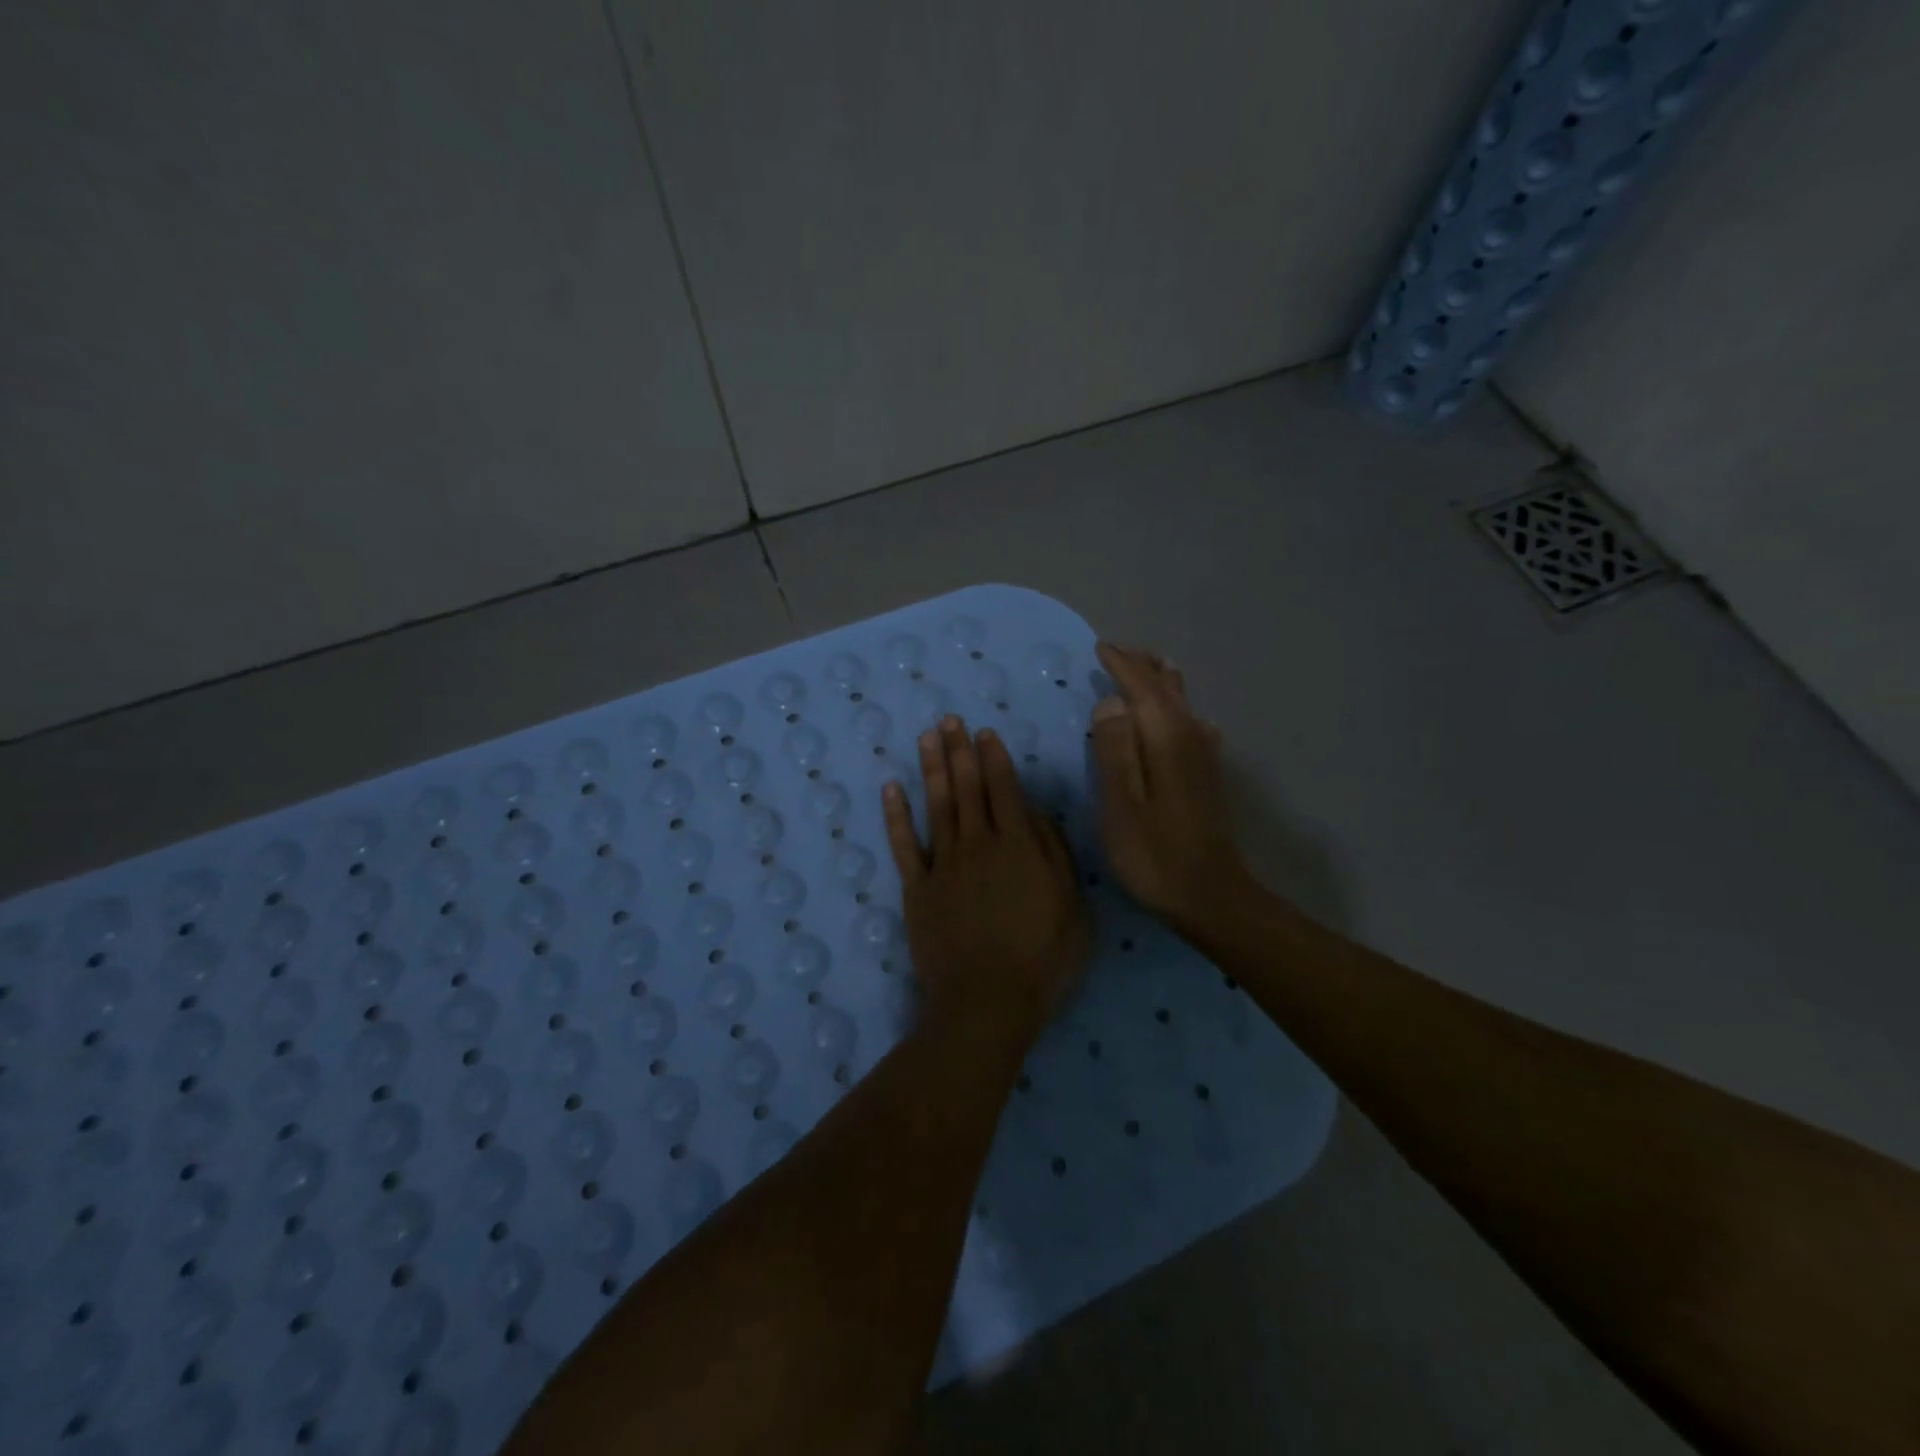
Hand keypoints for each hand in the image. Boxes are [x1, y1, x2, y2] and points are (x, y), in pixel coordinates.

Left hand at [883, 716, 1089, 1044]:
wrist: (987, 1002)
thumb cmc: (1042, 959)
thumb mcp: (1073, 906)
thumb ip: (1056, 854)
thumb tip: (1037, 814)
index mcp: (1019, 845)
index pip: (1004, 789)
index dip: (994, 757)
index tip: (983, 732)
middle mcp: (978, 843)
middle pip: (967, 787)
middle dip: (960, 750)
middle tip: (950, 719)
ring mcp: (943, 864)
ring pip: (936, 805)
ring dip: (931, 768)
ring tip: (927, 738)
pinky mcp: (917, 888)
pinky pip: (904, 844)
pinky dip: (896, 815)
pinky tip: (892, 788)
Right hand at [1088, 642, 1252, 933]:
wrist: (1211, 896)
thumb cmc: (1155, 855)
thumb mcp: (1121, 806)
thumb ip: (1114, 750)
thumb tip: (1111, 702)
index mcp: (1166, 739)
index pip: (1142, 688)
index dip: (1121, 665)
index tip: (1101, 648)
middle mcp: (1191, 737)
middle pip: (1167, 688)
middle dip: (1143, 666)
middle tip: (1119, 650)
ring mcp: (1204, 756)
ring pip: (1183, 703)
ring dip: (1161, 682)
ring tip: (1145, 668)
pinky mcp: (1208, 774)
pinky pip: (1191, 723)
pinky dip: (1177, 707)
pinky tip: (1179, 717)